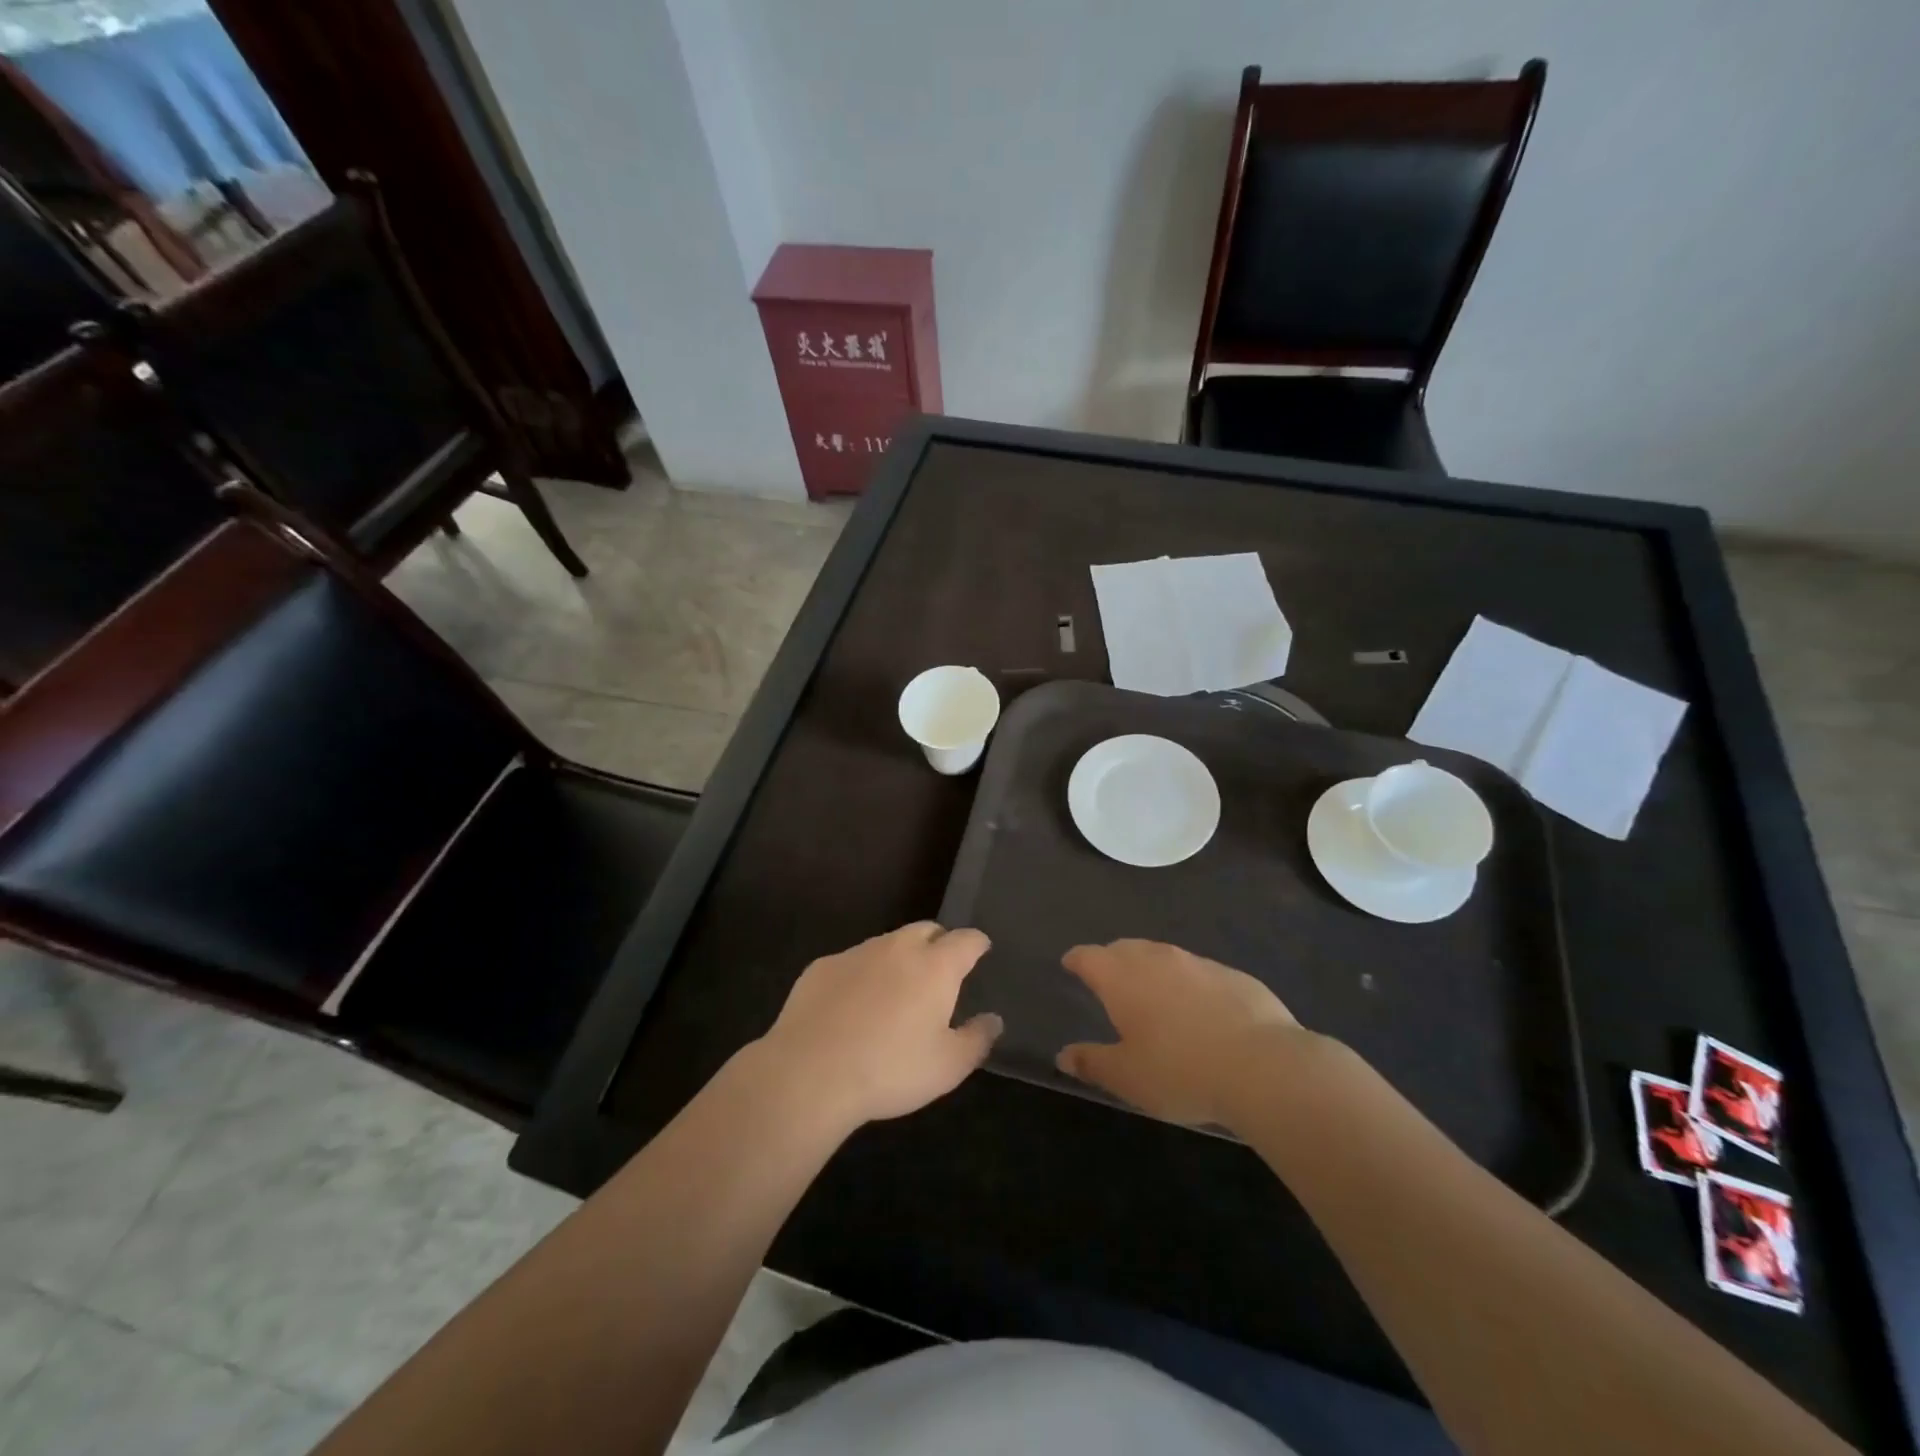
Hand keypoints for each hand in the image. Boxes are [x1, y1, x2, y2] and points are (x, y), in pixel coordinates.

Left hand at [756, 922, 1001, 1132]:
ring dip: (899, 958)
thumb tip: (993, 1019)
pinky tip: (853, 1006)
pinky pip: (853, 962)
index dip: (976, 944)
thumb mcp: (947, 1067)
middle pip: (926, 930)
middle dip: (938, 943)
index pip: (966, 940)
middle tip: (940, 972)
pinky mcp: (822, 966)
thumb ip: (977, 1039)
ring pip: (887, 944)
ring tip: (896, 992)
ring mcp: (857, 953)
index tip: (980, 951)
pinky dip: (862, 975)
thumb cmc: (890, 1070)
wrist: (810, 1073)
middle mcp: (898, 948)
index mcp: (935, 966)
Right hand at [1056, 940, 1308, 1127]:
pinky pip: (1198, 971)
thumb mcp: (1127, 1078)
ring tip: (1152, 992)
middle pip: (1124, 948)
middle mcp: (1155, 958)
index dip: (1076, 960)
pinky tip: (1199, 1010)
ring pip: (1163, 956)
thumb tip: (1063, 1055)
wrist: (1262, 1065)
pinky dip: (1188, 983)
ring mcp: (1197, 962)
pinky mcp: (1232, 974)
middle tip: (1108, 979)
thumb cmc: (1180, 1071)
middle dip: (1112, 959)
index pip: (1088, 956)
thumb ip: (1092, 1062)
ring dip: (1151, 968)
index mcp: (1121, 977)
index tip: (1070, 964)